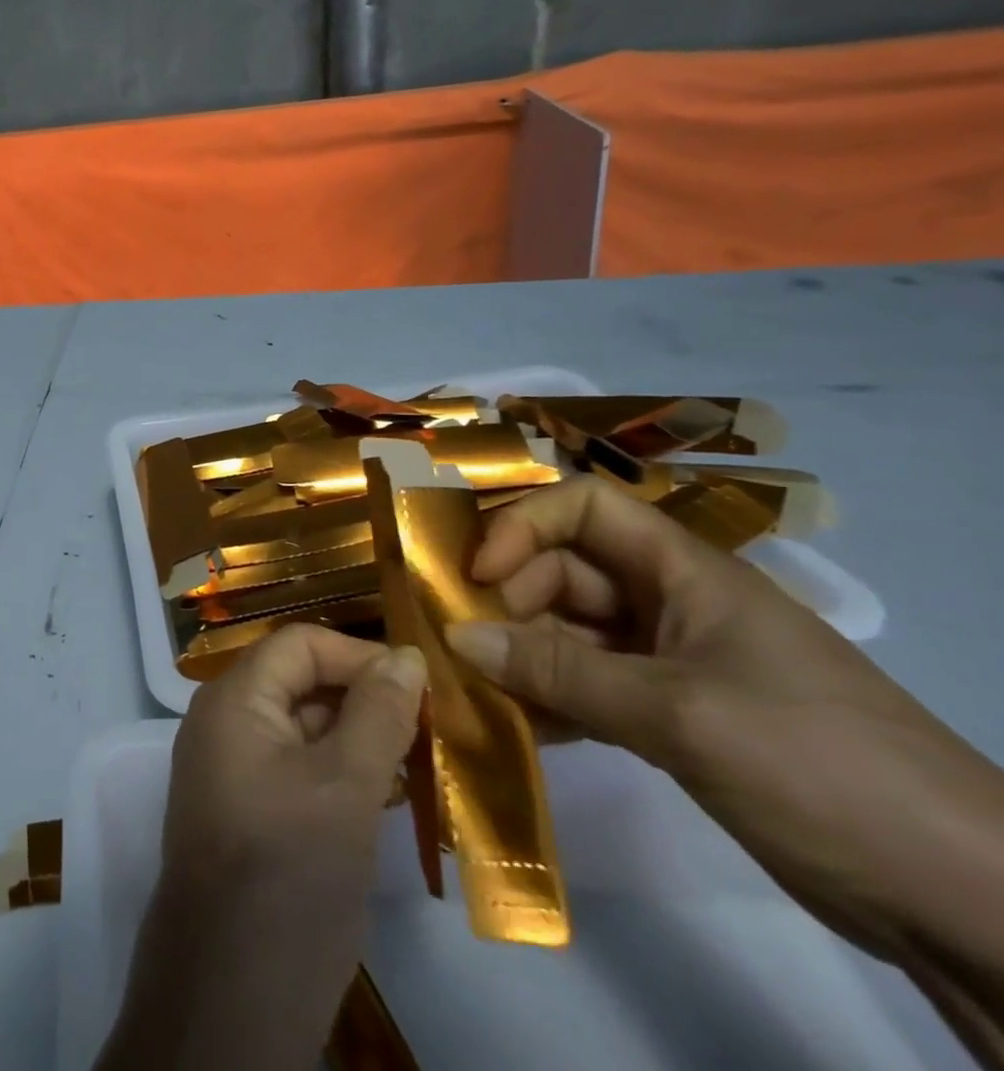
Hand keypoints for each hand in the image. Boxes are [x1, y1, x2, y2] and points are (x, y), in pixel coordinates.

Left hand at [166, 625, 426, 893]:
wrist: (231, 990)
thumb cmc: (289, 870)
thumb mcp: (344, 786)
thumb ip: (377, 715)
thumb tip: (406, 655)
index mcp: (235, 699)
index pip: (300, 645)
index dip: (360, 655)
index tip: (422, 687)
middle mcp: (226, 721)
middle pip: (300, 681)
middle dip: (365, 697)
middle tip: (434, 730)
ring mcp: (234, 768)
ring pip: (304, 728)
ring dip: (361, 738)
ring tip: (424, 764)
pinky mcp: (250, 811)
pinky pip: (299, 769)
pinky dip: (344, 774)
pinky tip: (392, 799)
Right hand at [445, 476, 1003, 1062]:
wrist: (965, 902)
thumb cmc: (817, 766)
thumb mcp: (678, 714)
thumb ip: (560, 672)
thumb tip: (457, 636)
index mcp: (687, 574)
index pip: (585, 508)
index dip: (523, 526)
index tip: (479, 574)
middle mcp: (673, 604)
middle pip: (566, 571)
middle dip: (510, 599)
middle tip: (465, 645)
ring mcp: (674, 663)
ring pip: (571, 632)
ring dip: (521, 654)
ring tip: (474, 688)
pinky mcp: (675, 717)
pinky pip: (589, 686)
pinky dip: (549, 699)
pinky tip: (515, 727)